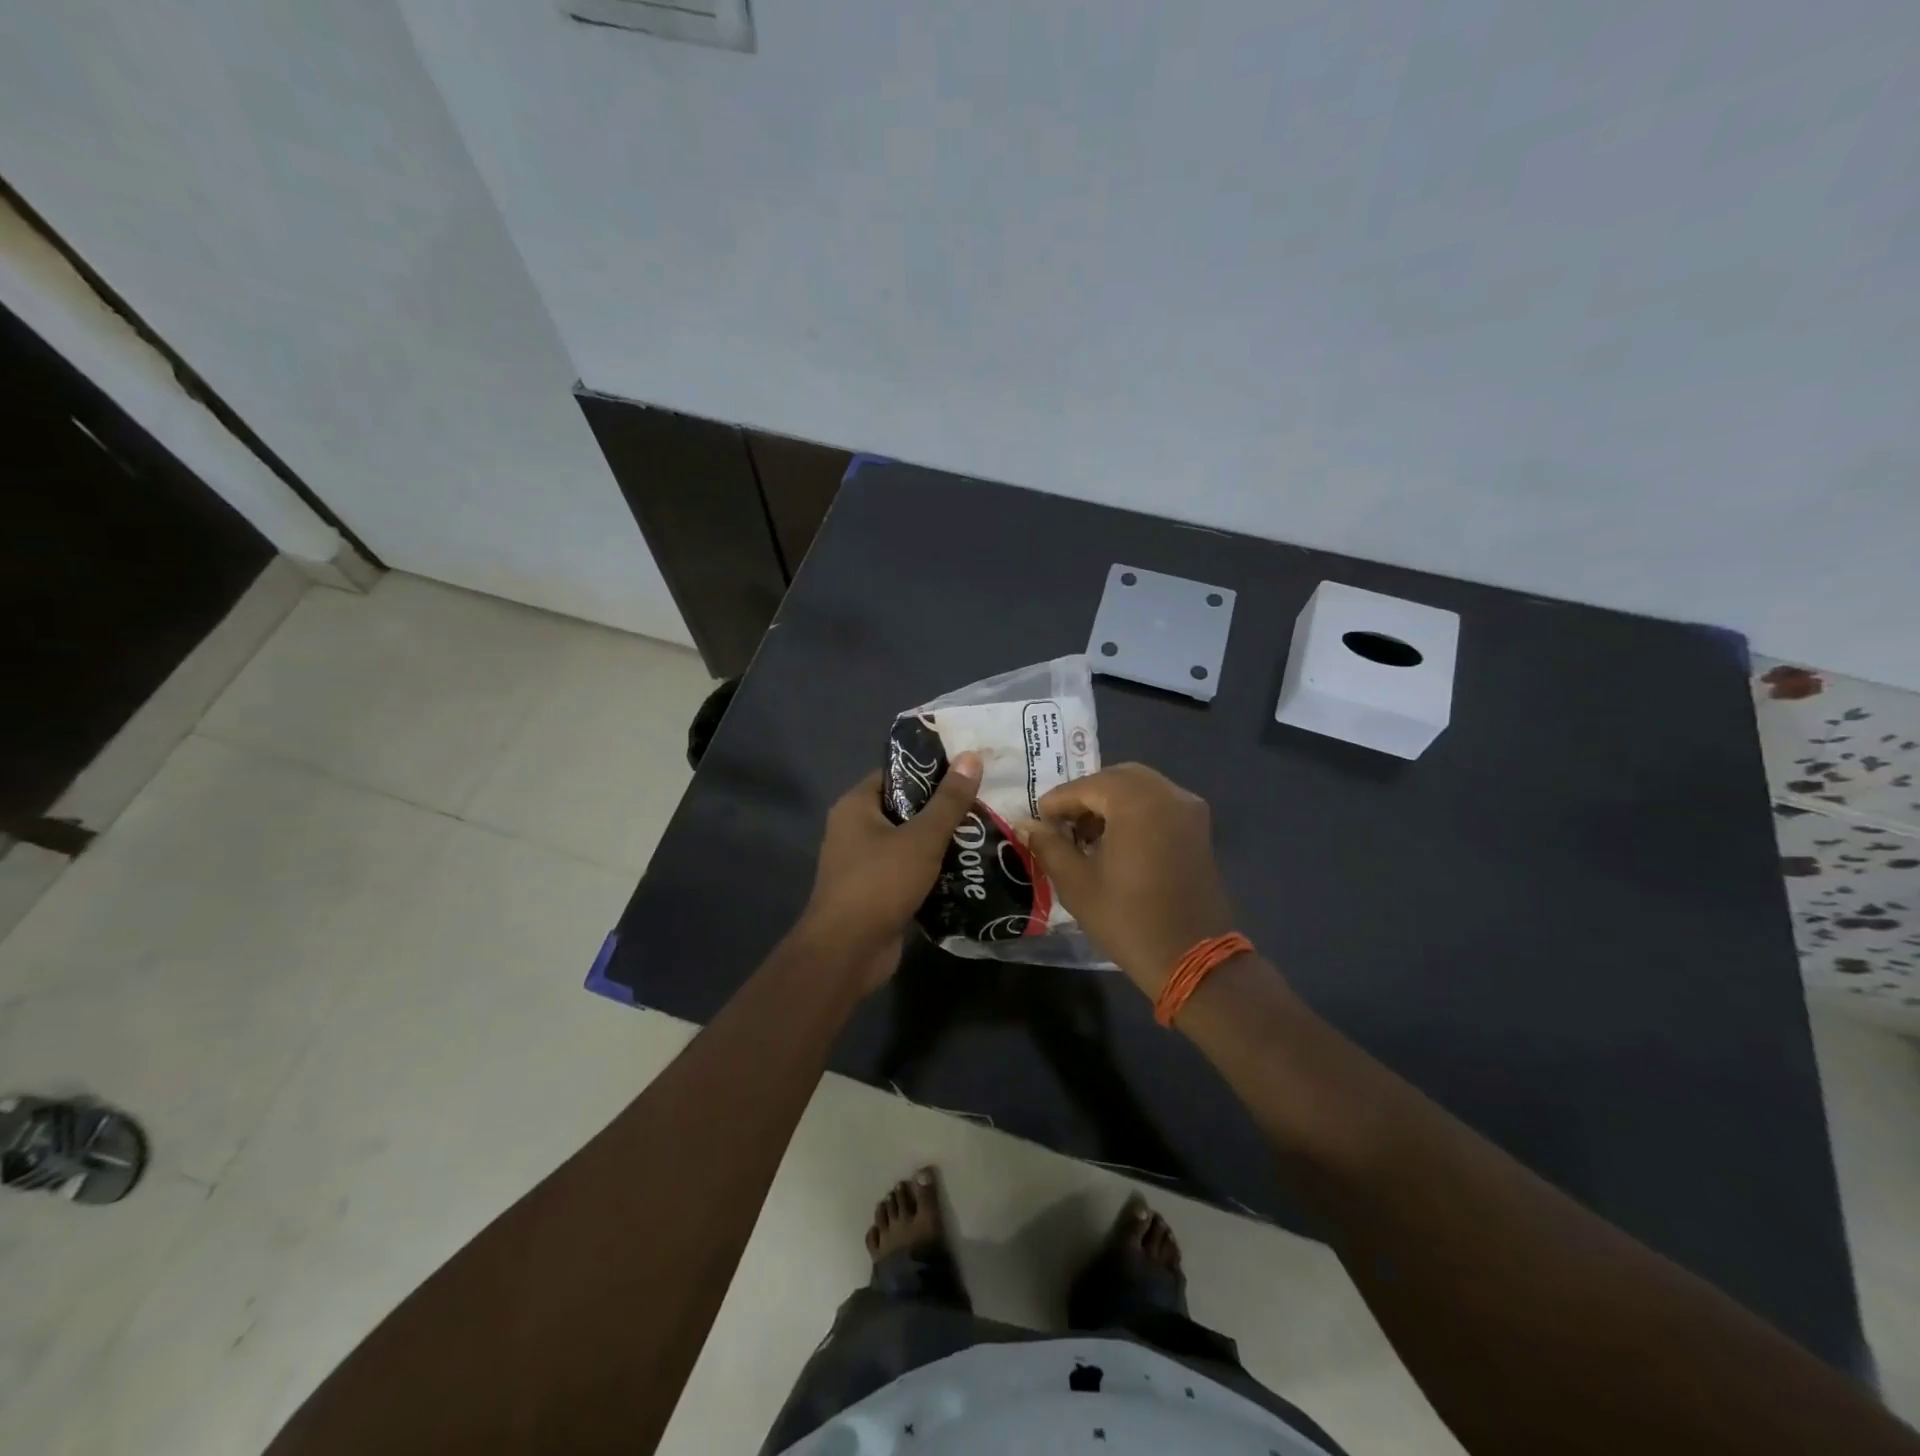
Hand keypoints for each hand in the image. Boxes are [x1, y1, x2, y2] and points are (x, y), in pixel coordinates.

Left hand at [797, 752, 982, 992]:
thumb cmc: (879, 883)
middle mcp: (855, 829)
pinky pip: (909, 871)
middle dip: (943, 809)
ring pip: (910, 842)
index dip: (931, 770)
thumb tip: (972, 756)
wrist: (847, 952)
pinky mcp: (877, 892)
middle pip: (906, 808)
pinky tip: (967, 869)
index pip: (897, 774)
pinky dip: (933, 871)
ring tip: (984, 833)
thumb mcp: (921, 838)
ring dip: (941, 842)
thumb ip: (949, 801)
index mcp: (857, 806)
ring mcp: (864, 863)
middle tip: (984, 802)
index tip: (968, 770)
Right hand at [1020, 763, 1236, 998]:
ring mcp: (1188, 809)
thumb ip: (1049, 845)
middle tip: (1062, 825)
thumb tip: (1025, 824)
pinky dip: (1135, 810)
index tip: (1037, 821)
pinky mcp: (1199, 829)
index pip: (1086, 786)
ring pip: (1140, 787)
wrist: (1192, 959)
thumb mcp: (1077, 883)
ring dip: (1111, 802)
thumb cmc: (1128, 919)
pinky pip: (1160, 803)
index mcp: (1136, 801)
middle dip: (1086, 796)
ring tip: (1087, 835)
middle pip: (1116, 778)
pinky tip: (1117, 841)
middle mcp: (1167, 794)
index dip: (1057, 802)